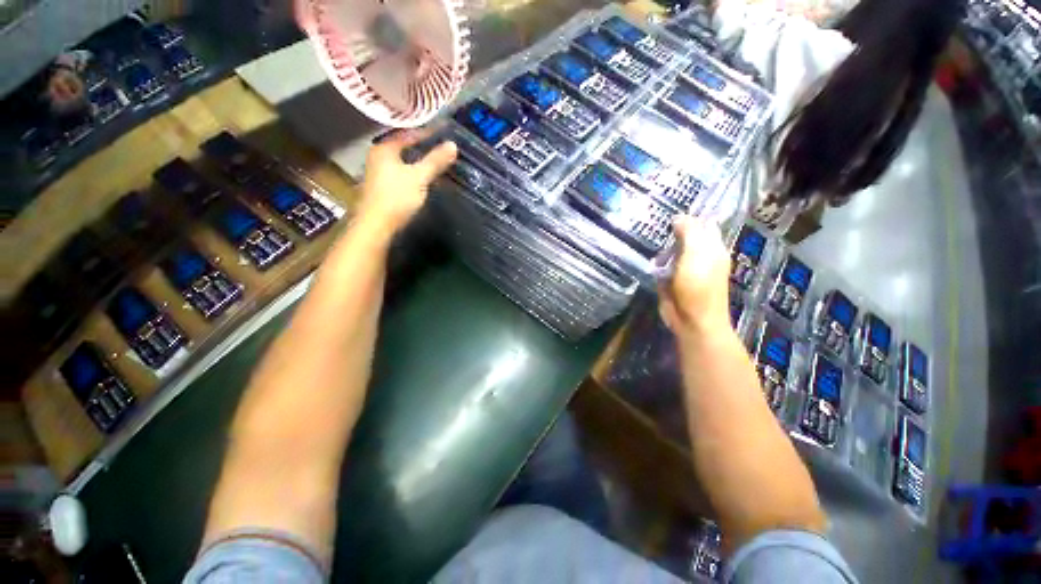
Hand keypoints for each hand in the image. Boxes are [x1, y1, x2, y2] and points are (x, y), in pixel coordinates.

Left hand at [357, 129, 457, 235]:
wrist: (377, 225)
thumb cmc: (397, 197)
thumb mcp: (419, 177)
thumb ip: (435, 161)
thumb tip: (453, 145)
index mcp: (384, 149)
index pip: (408, 134)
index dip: (426, 132)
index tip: (443, 131)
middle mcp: (378, 156)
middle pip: (404, 147)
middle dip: (423, 146)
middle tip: (441, 145)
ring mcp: (379, 172)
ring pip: (403, 161)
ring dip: (419, 160)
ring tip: (436, 160)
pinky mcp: (383, 187)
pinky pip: (402, 172)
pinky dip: (414, 171)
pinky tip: (424, 177)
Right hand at [659, 217, 731, 336]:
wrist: (692, 320)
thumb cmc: (698, 286)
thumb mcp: (695, 254)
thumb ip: (689, 233)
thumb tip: (678, 217)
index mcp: (713, 247)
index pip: (704, 223)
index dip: (690, 216)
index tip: (672, 211)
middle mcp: (702, 255)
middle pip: (687, 236)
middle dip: (674, 231)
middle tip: (658, 225)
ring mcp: (686, 268)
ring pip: (674, 250)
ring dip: (664, 247)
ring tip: (652, 241)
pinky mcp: (673, 279)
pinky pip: (665, 264)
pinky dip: (659, 260)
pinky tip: (652, 259)